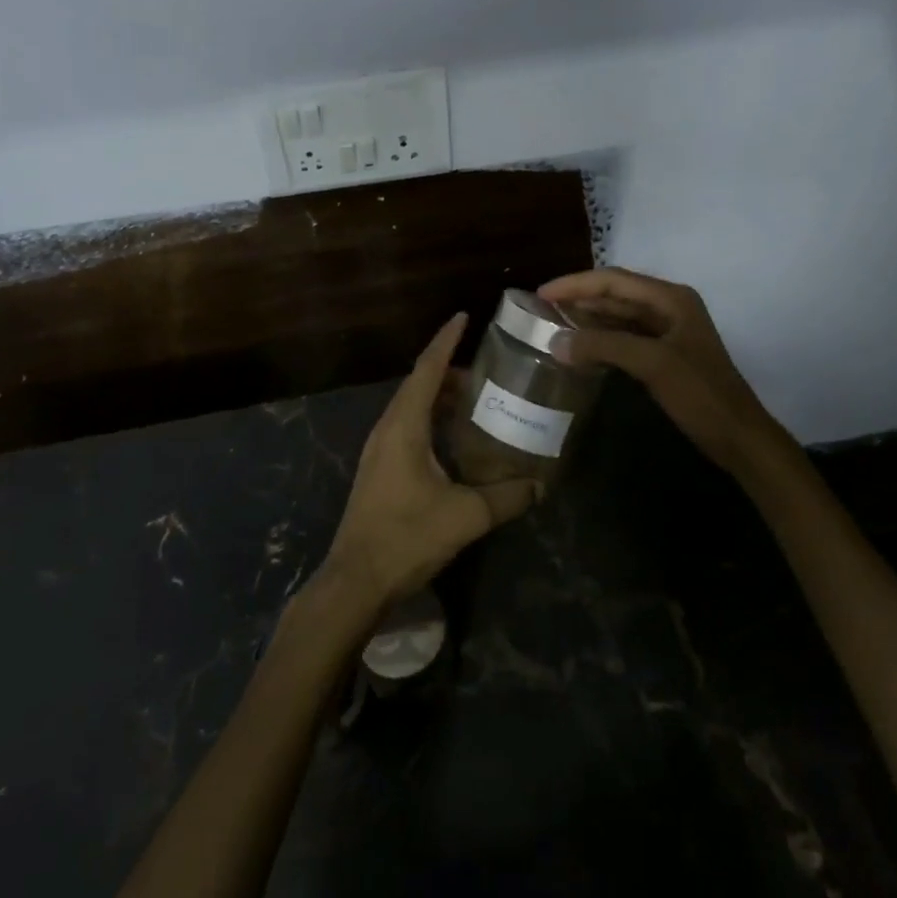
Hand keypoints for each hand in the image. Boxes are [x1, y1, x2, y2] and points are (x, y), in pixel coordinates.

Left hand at [321, 313, 543, 613]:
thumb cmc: (407, 537)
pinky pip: (406, 428)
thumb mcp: (465, 515)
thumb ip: (507, 497)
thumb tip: (541, 485)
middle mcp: (387, 428)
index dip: (446, 340)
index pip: (427, 369)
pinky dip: (430, 419)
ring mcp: (378, 449)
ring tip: (474, 398)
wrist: (355, 580)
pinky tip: (452, 438)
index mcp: (404, 426)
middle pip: (418, 385)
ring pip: (411, 407)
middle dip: (449, 370)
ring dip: (439, 397)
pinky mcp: (379, 469)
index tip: (464, 317)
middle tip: (485, 369)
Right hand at [540, 267, 794, 476]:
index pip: (614, 280)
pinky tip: (580, 347)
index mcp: (671, 298)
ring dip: (588, 318)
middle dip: (580, 297)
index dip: (576, 284)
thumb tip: (555, 341)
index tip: (541, 293)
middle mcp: (669, 306)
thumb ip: (603, 346)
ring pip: (619, 315)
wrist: (738, 436)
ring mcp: (668, 331)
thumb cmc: (700, 394)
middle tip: (541, 307)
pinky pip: (625, 336)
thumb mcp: (652, 364)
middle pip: (616, 293)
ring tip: (553, 322)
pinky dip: (601, 338)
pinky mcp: (665, 354)